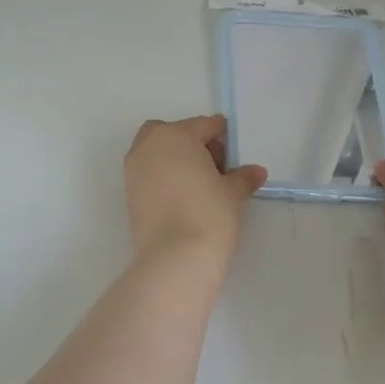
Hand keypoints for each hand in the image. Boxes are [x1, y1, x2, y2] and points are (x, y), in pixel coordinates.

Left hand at [124, 115, 267, 262]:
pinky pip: (148, 174)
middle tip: (213, 166)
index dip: (222, 136)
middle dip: (191, 142)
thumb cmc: (209, 214)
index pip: (204, 125)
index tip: (233, 153)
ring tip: (199, 184)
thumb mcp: (234, 193)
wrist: (175, 258)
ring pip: (156, 152)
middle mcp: (149, 146)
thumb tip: (256, 171)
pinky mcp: (128, 194)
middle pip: (172, 133)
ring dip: (174, 160)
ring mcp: (134, 170)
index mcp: (176, 135)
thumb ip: (243, 177)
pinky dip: (163, 178)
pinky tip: (183, 198)